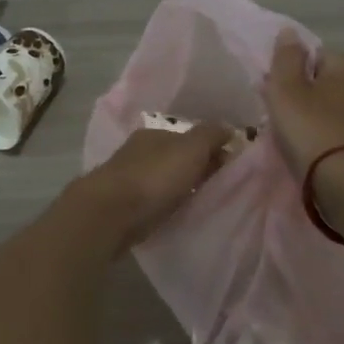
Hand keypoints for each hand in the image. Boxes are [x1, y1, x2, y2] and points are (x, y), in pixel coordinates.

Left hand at [69, 124, 230, 248]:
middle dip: (200, 169)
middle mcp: (141, 151)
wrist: (109, 214)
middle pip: (179, 157)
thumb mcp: (190, 148)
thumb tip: (228, 128)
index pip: (192, 136)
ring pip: (166, 179)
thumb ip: (210, 135)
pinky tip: (179, 213)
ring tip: (204, 203)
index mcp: (156, 133)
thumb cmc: (154, 177)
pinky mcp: (124, 205)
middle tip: (223, 188)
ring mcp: (130, 178)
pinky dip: (169, 204)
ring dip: (184, 188)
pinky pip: (156, 200)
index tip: (234, 169)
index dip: (215, 149)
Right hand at [262, 30, 343, 176]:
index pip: (311, 55)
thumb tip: (290, 32)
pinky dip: (322, 135)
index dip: (288, 72)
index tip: (275, 93)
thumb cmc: (313, 129)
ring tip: (291, 138)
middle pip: (320, 81)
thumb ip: (286, 57)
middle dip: (299, 95)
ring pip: (328, 107)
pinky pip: (336, 129)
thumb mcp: (287, 88)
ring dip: (309, 117)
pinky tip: (309, 151)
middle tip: (279, 116)